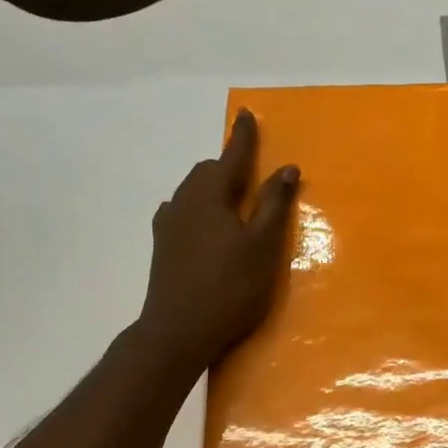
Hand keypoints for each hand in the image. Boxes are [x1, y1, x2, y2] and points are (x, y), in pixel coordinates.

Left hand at [138, 110, 299, 374]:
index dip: (243, 137)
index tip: (247, 115)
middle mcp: (183, 202)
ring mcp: (168, 225)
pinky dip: (199, 209)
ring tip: (232, 200)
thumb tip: (286, 168)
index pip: (230, 156)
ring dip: (212, 187)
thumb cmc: (229, 287)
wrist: (177, 332)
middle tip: (251, 171)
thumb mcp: (262, 247)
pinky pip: (182, 213)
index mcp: (209, 196)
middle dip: (228, 165)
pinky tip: (205, 226)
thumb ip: (273, 205)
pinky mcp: (162, 247)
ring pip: (192, 192)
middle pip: (206, 172)